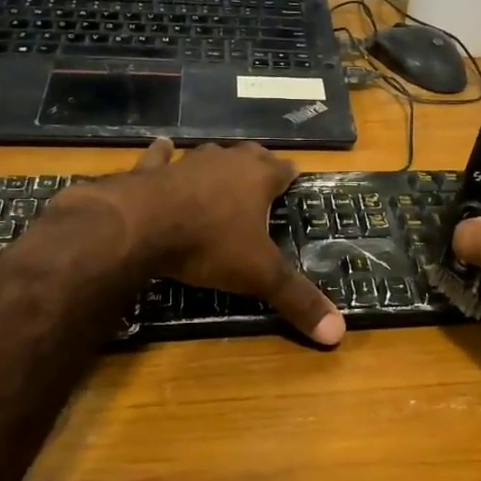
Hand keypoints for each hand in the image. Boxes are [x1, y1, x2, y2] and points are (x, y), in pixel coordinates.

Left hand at [87, 139, 344, 346]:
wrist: (141, 226)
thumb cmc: (210, 244)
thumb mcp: (259, 276)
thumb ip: (297, 300)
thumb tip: (338, 333)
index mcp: (258, 178)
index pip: (284, 169)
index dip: (290, 176)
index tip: (294, 181)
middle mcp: (226, 162)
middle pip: (249, 154)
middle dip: (257, 164)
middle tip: (262, 177)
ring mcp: (187, 162)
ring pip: (209, 154)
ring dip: (217, 162)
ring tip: (221, 170)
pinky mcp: (151, 170)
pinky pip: (160, 157)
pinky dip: (163, 154)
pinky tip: (163, 147)